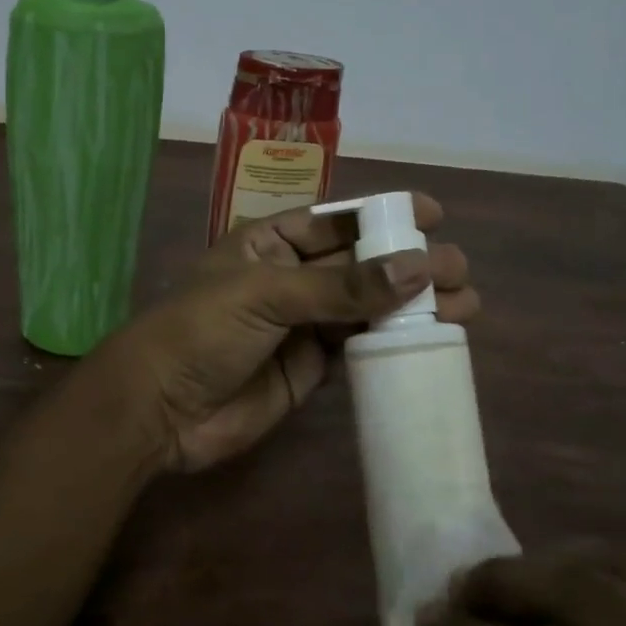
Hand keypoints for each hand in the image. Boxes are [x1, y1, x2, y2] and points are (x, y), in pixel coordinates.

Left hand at [87, 196, 476, 472]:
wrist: (160, 410)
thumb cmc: (201, 332)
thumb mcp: (267, 295)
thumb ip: (341, 286)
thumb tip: (419, 267)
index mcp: (269, 243)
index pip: (335, 222)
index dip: (382, 216)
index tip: (432, 215)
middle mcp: (289, 279)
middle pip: (359, 265)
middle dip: (408, 264)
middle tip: (460, 270)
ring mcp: (301, 325)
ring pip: (365, 308)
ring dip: (411, 305)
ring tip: (465, 304)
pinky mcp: (309, 369)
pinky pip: (358, 349)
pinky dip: (391, 343)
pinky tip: (429, 338)